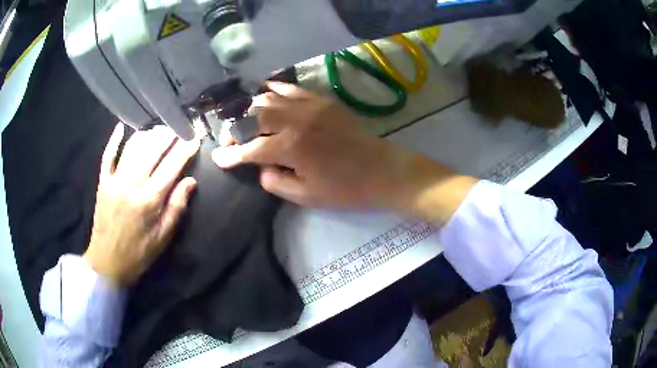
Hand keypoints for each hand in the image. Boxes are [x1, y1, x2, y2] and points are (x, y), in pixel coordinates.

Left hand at [84, 124, 199, 285]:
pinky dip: (114, 140)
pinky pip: (108, 156)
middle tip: (177, 128)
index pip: (171, 167)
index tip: (195, 138)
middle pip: (152, 149)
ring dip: (147, 134)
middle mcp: (132, 184)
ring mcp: (115, 180)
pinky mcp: (103, 182)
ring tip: (158, 130)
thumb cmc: (139, 253)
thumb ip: (176, 207)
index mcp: (150, 200)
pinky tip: (121, 127)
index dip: (185, 150)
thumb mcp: (163, 237)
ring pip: (132, 147)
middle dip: (167, 135)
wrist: (108, 262)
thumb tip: (190, 181)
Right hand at [212, 82, 477, 221]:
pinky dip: (275, 90)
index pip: (249, 149)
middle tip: (233, 140)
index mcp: (289, 148)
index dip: (230, 156)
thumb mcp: (306, 196)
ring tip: (247, 119)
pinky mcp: (322, 100)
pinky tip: (266, 92)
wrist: (383, 170)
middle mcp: (294, 121)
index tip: (217, 158)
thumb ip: (275, 182)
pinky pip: (291, 88)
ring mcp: (309, 106)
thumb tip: (261, 167)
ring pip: (268, 98)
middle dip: (237, 129)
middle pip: (253, 117)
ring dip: (252, 109)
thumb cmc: (346, 189)